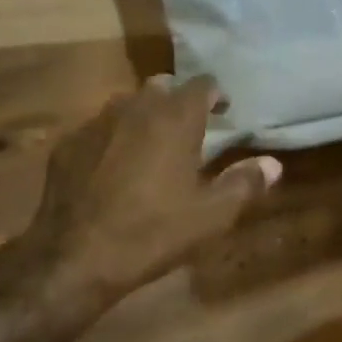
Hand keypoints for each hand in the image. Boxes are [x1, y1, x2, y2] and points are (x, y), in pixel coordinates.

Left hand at [28, 75, 281, 307]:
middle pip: (163, 86)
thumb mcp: (210, 216)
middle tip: (188, 129)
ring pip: (128, 103)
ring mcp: (97, 122)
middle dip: (178, 101)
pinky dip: (111, 138)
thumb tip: (273, 164)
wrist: (74, 257)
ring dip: (144, 116)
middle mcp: (137, 106)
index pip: (203, 84)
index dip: (216, 95)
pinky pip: (98, 128)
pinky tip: (110, 167)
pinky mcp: (68, 143)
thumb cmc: (152, 232)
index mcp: (176, 117)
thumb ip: (245, 184)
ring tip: (150, 146)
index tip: (224, 112)